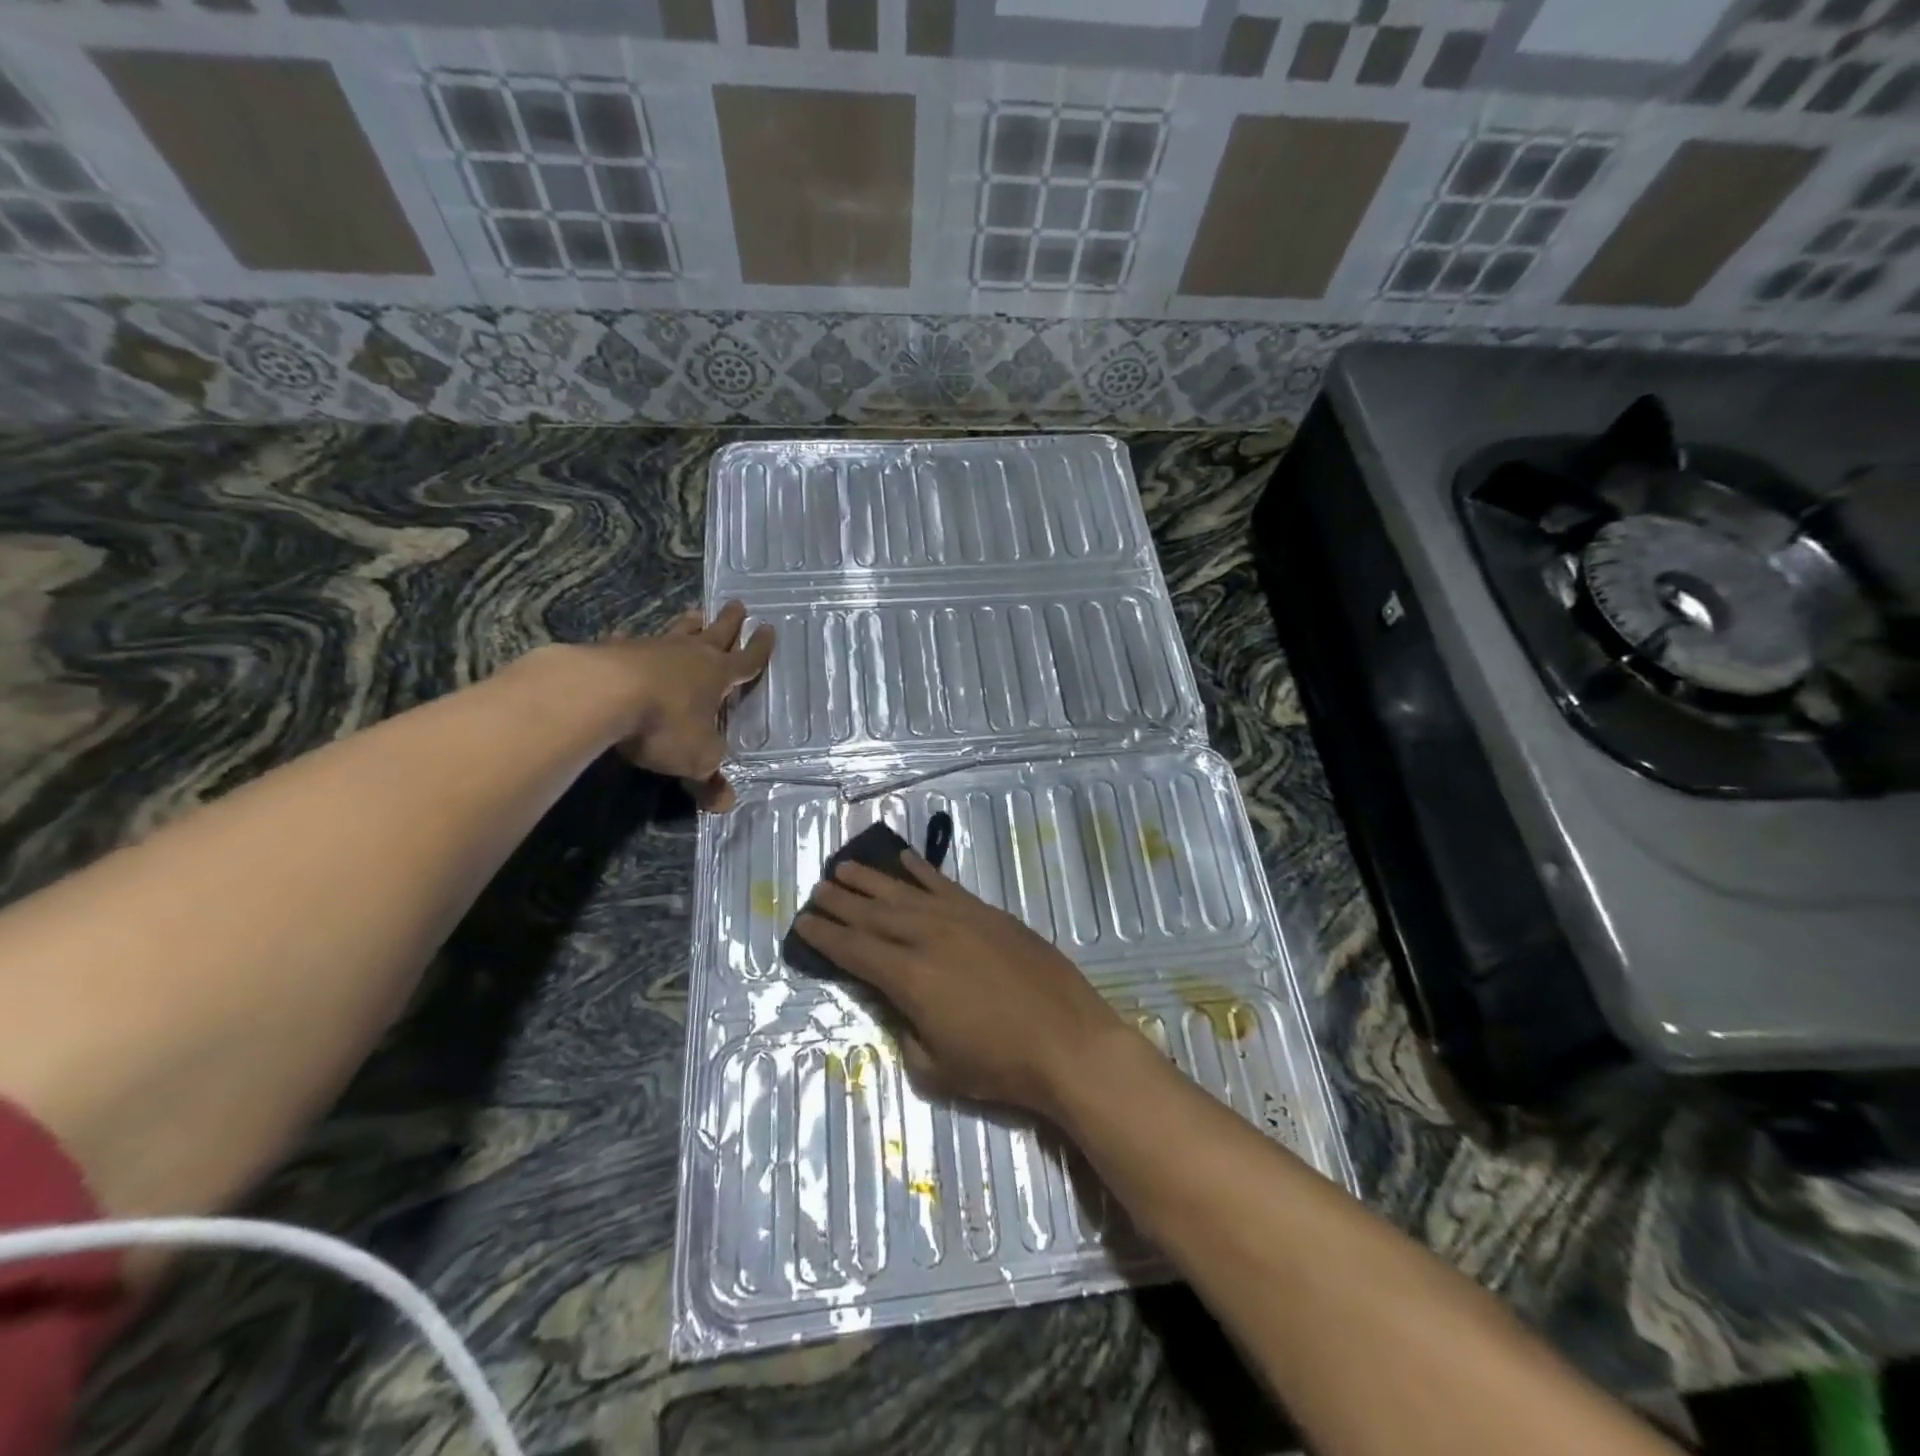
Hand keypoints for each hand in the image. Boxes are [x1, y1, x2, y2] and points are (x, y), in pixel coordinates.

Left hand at [594, 600, 772, 810]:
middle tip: (737, 604)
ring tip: (694, 613)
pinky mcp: (615, 651)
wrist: (602, 695)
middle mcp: (690, 656)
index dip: (760, 648)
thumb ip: (710, 778)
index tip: (769, 629)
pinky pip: (628, 643)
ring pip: (677, 632)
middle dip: (730, 622)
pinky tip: (623, 637)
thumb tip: (726, 803)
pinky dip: (630, 641)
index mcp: (718, 676)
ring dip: (688, 624)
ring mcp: (652, 649)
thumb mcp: (696, 758)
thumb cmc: (664, 724)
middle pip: (716, 633)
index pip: (747, 660)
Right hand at [794, 853, 1130, 1119]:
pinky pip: (945, 885)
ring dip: (872, 880)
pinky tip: (903, 860)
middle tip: (817, 889)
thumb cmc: (1000, 1066)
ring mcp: (960, 919)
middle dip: (841, 902)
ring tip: (845, 867)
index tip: (803, 922)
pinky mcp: (988, 913)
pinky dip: (921, 871)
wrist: (1068, 1041)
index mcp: (910, 979)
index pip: (855, 951)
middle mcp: (928, 938)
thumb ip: (906, 1031)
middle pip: (874, 915)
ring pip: (904, 893)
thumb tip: (897, 1006)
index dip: (826, 937)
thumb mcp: (937, 1067)